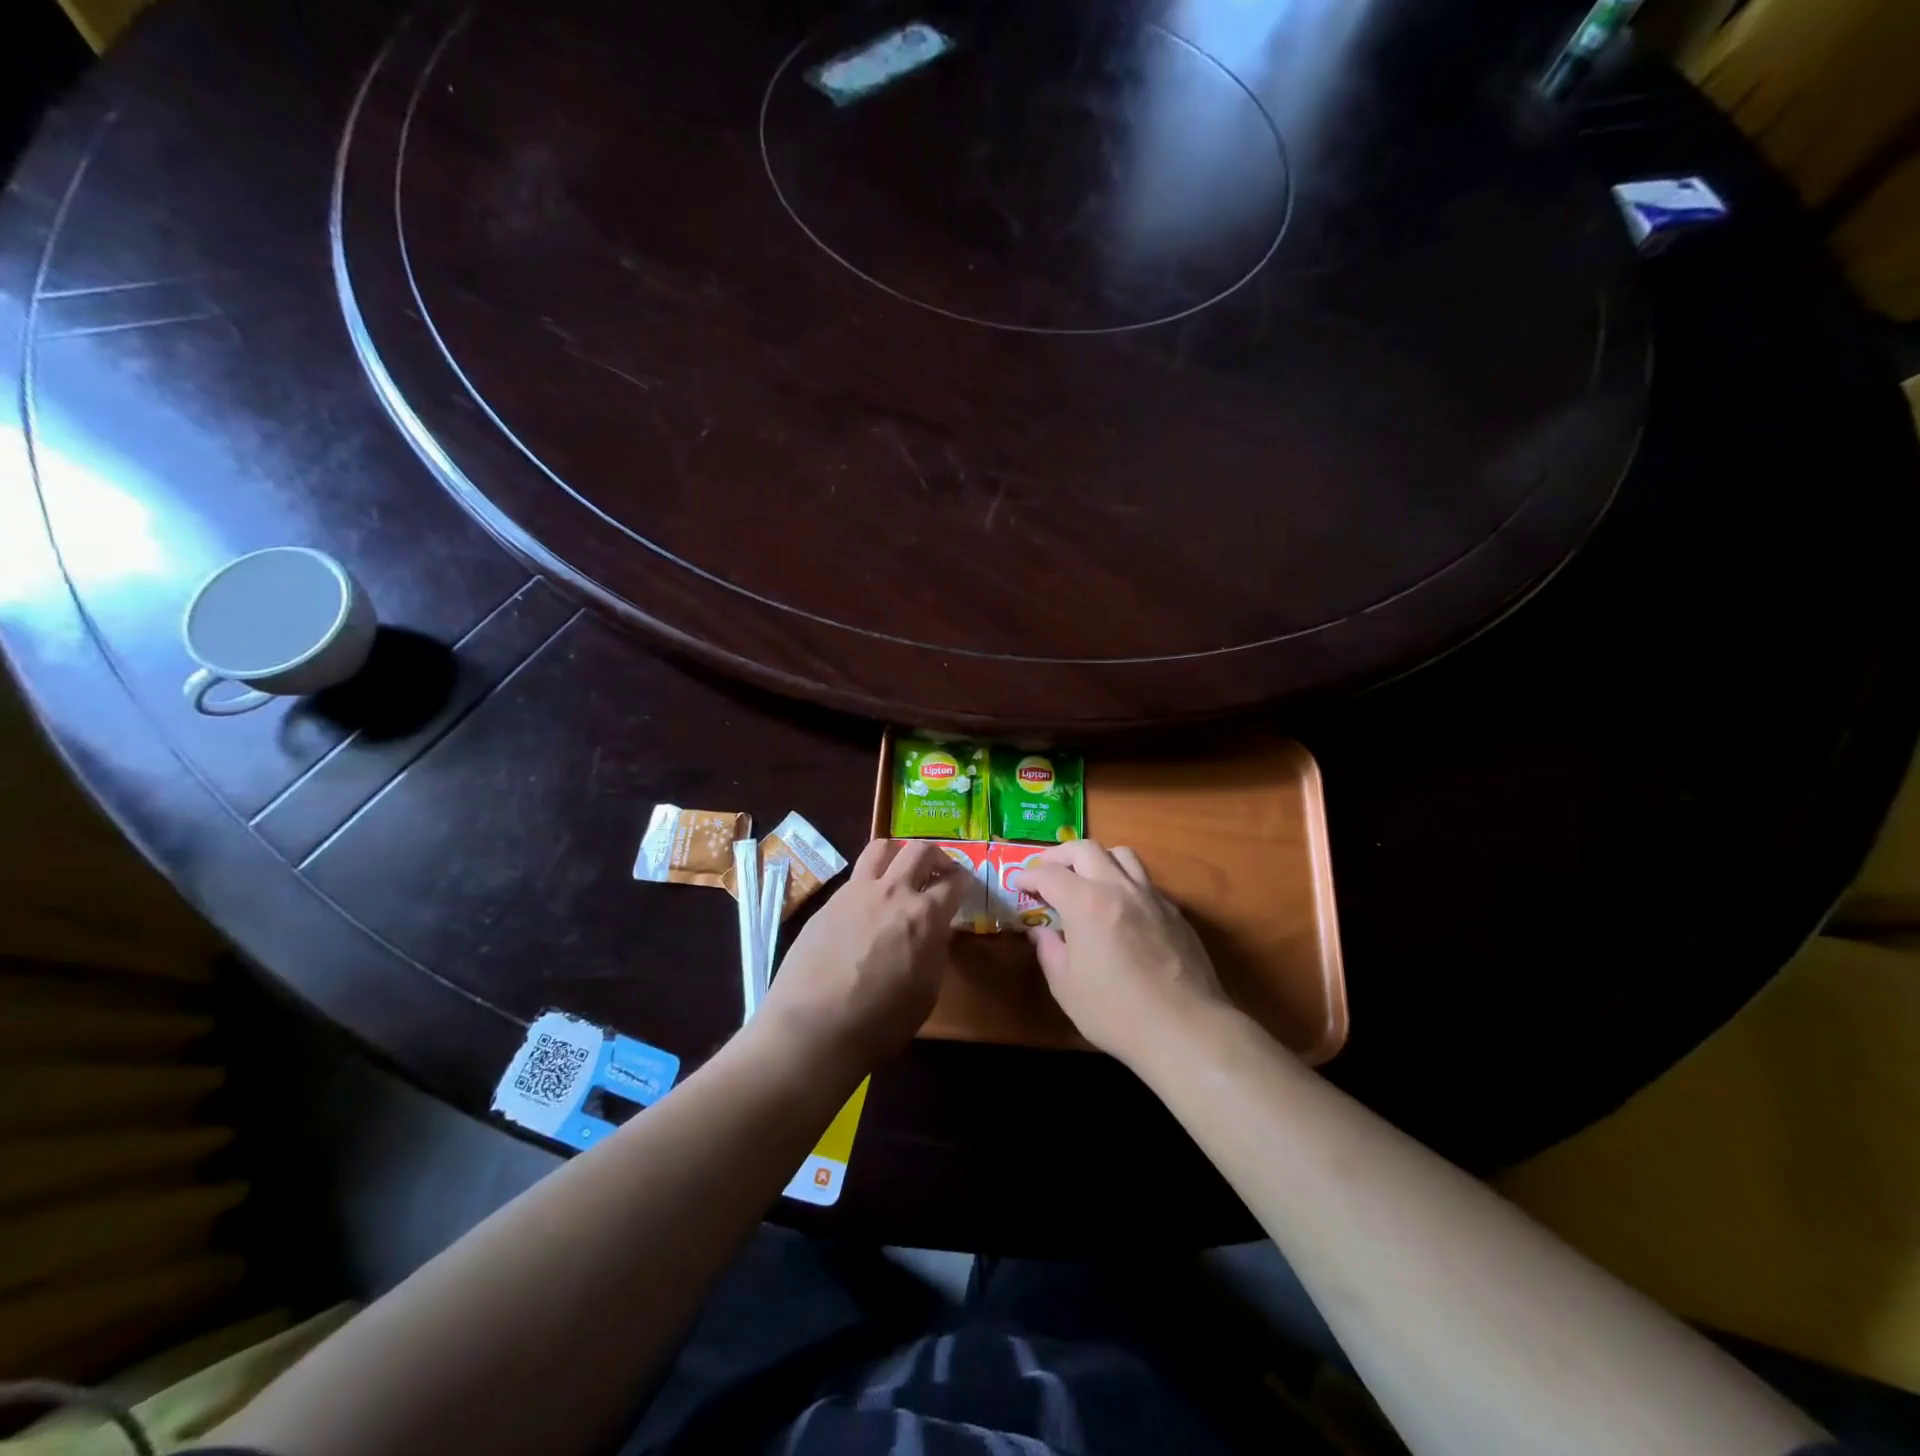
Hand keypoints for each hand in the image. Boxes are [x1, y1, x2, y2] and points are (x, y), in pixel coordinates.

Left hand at [757, 839, 966, 1071]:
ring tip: (902, 870)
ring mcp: (856, 892)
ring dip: (899, 853)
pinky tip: (868, 905)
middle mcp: (893, 892)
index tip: (967, 887)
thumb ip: (934, 951)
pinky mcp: (828, 903)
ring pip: (881, 848)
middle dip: (938, 856)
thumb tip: (934, 932)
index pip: (955, 883)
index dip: (965, 882)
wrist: (813, 1027)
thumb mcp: (927, 991)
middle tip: (941, 872)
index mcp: (925, 915)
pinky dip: (870, 880)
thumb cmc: (880, 1022)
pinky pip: (855, 877)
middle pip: (920, 850)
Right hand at [1015, 840, 1233, 1067]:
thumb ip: (1049, 951)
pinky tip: (1121, 908)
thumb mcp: (1066, 987)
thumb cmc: (1116, 1012)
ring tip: (1087, 878)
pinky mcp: (1175, 912)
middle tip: (1047, 871)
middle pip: (1086, 849)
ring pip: (1122, 855)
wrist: (1185, 1029)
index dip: (1029, 875)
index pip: (1049, 874)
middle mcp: (1119, 887)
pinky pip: (1145, 881)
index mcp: (1086, 902)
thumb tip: (1043, 932)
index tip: (1019, 884)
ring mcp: (1151, 896)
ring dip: (1098, 858)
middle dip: (1060, 855)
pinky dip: (1125, 882)